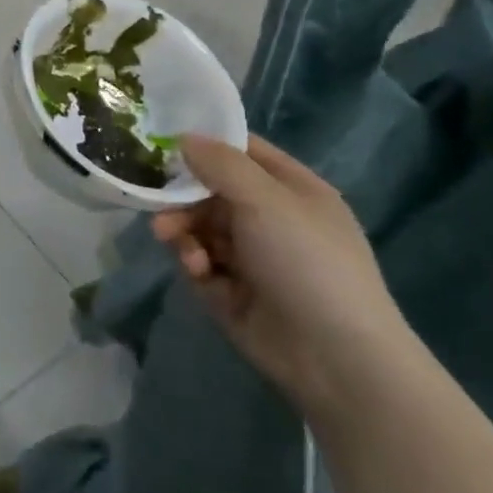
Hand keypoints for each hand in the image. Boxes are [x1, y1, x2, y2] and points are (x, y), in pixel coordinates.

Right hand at [152, 134, 415, 420]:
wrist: (335, 357)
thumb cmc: (307, 262)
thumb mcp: (265, 200)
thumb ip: (220, 164)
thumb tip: (184, 136)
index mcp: (292, 190)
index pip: (242, 151)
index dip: (205, 142)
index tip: (161, 139)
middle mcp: (271, 218)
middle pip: (210, 190)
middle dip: (181, 195)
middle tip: (157, 202)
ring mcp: (252, 256)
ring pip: (199, 226)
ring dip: (182, 229)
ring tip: (169, 239)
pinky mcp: (232, 290)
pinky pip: (200, 262)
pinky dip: (193, 261)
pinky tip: (197, 270)